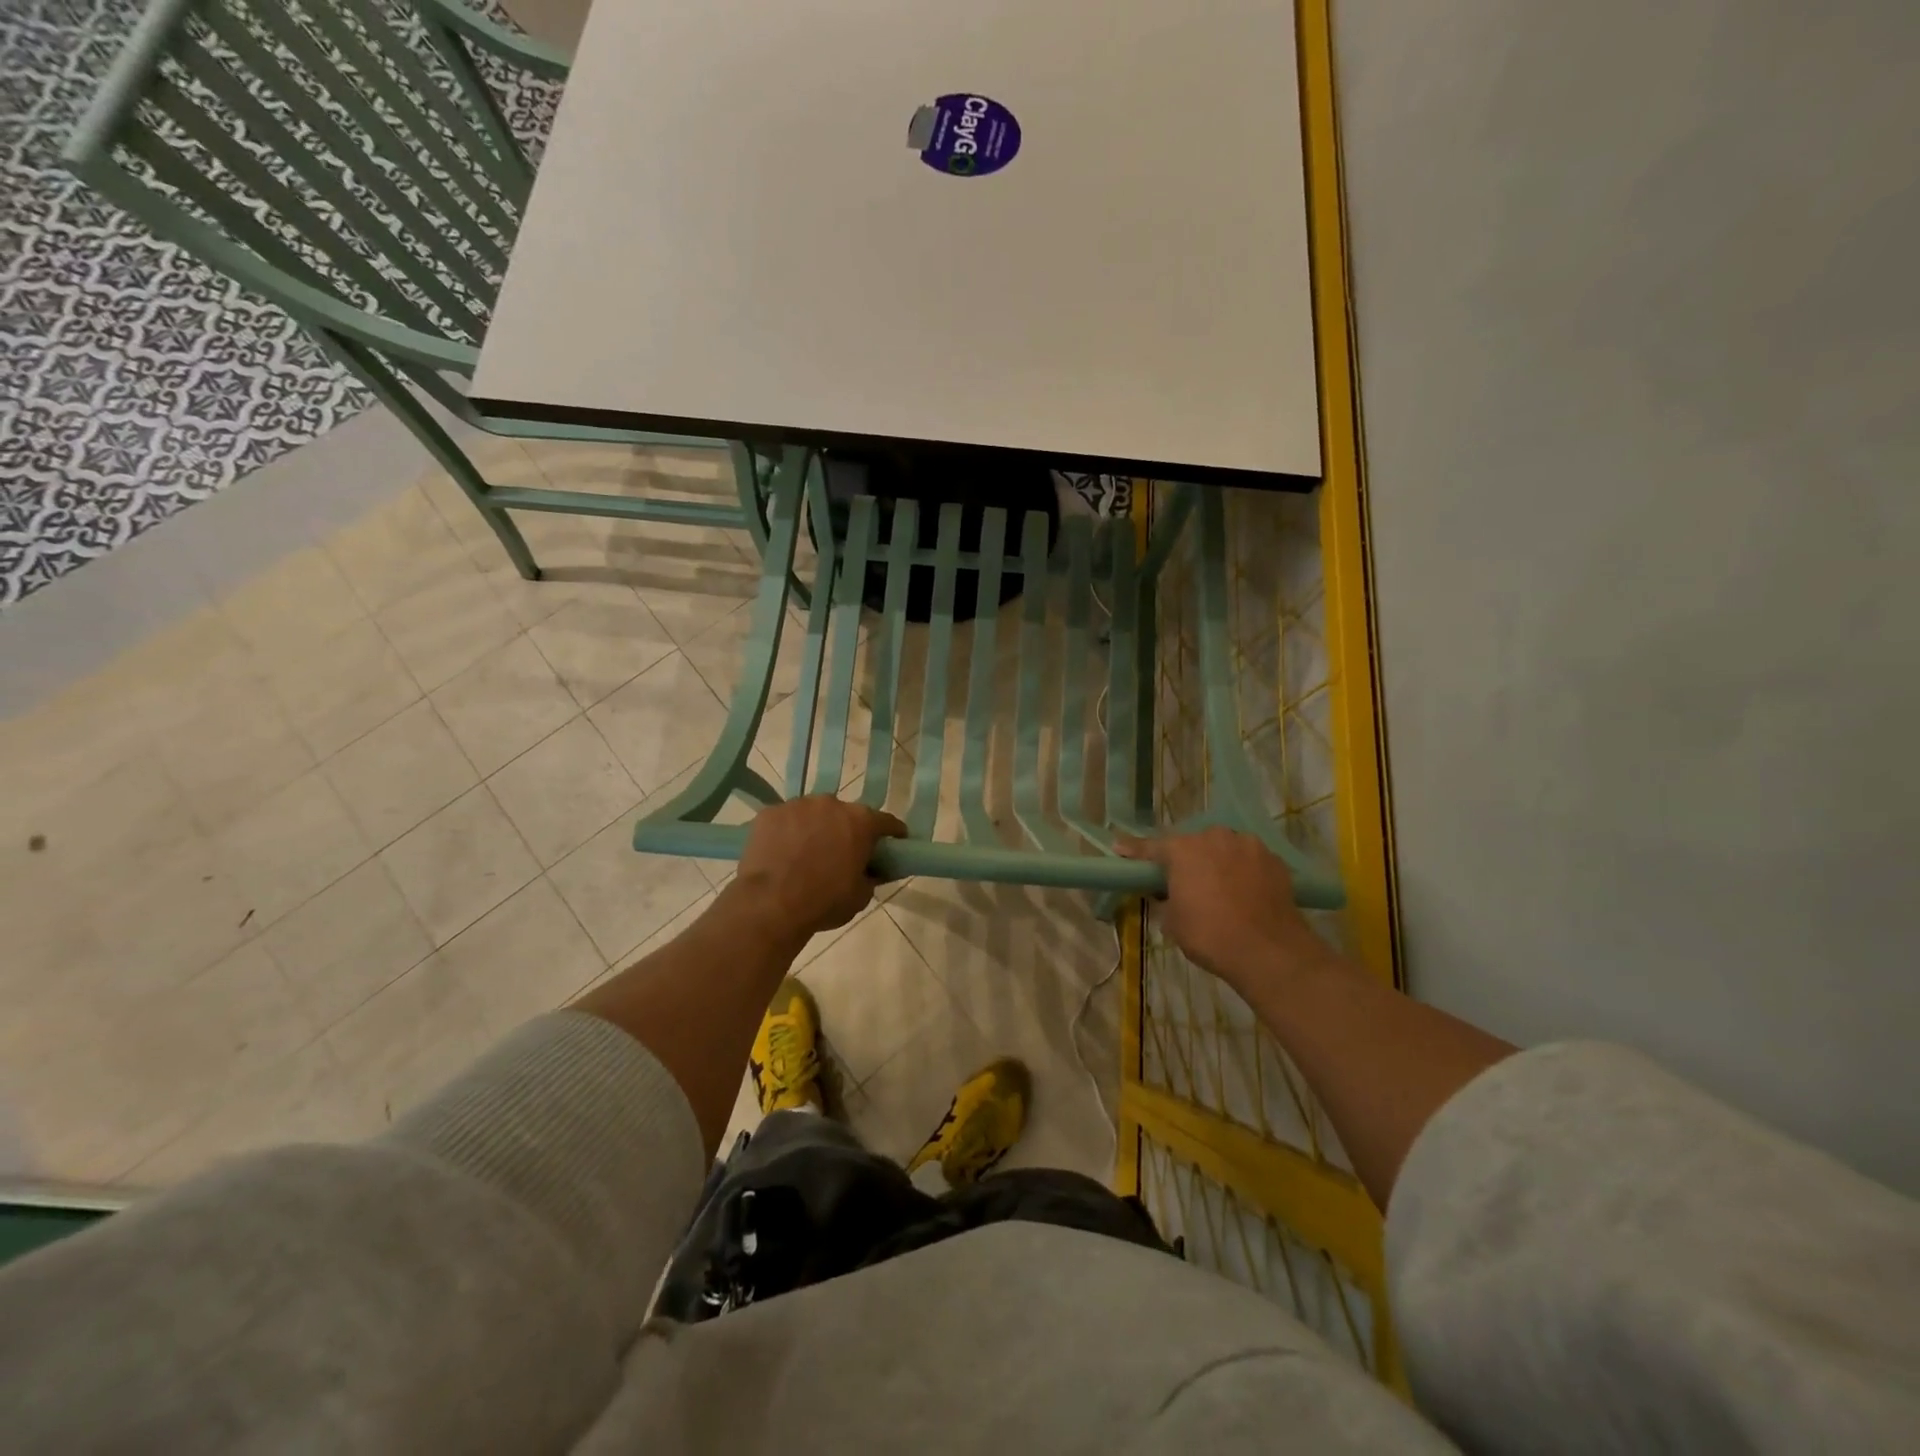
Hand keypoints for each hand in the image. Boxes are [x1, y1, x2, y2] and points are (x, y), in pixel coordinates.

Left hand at [730, 796, 906, 942]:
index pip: (887, 822)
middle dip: (846, 830)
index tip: (894, 844)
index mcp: (861, 821)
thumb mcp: (861, 896)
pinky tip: (780, 853)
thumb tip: (873, 870)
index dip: (892, 834)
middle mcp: (832, 803)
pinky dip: (787, 832)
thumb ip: (872, 876)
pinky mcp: (769, 812)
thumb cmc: (824, 902)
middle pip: (846, 814)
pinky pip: (785, 820)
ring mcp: (797, 805)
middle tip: (841, 854)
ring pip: (813, 814)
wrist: (770, 905)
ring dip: (815, 828)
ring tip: (805, 854)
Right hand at [1117, 829, 1327, 993]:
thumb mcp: (1172, 922)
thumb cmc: (1209, 935)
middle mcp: (1214, 837)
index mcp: (1182, 850)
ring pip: (1224, 849)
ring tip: (1220, 888)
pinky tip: (1245, 893)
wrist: (1269, 951)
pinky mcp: (1274, 860)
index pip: (1151, 847)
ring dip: (1217, 862)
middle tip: (1184, 883)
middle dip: (1186, 860)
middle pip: (1193, 845)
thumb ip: (1165, 900)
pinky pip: (1249, 861)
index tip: (1119, 847)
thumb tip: (1167, 894)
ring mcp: (1248, 845)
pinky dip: (1243, 872)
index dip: (1134, 850)